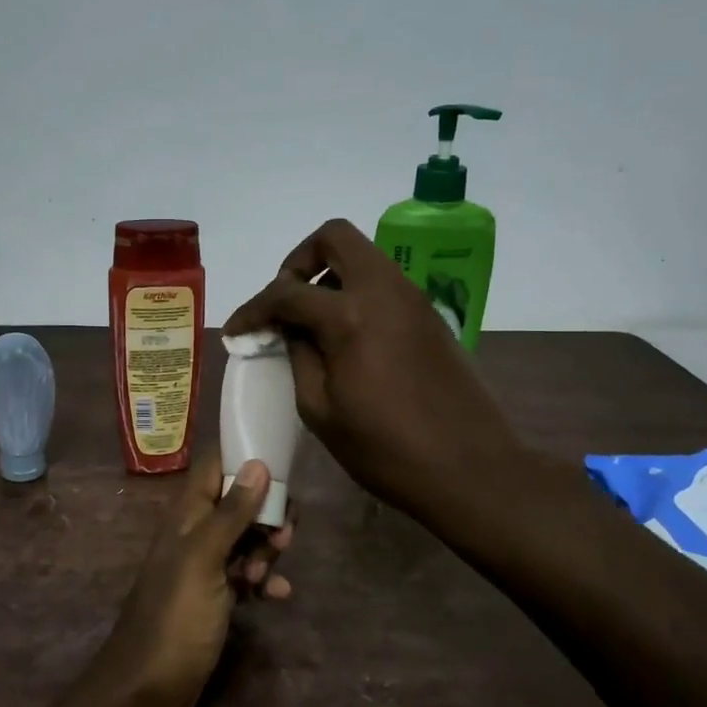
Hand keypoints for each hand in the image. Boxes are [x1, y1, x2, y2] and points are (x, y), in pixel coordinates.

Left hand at [101, 449, 294, 706]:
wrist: (146, 694)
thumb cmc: (174, 621)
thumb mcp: (204, 561)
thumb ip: (230, 513)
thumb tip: (257, 463)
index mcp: (186, 516)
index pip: (215, 466)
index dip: (246, 457)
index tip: (283, 463)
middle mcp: (194, 535)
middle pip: (238, 502)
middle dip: (267, 512)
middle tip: (282, 537)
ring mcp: (205, 568)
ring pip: (246, 539)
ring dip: (266, 549)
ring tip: (269, 574)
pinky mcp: (215, 599)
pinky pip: (246, 576)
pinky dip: (264, 581)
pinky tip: (277, 596)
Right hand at [224, 218, 526, 531]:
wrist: (470, 468)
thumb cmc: (385, 450)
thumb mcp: (320, 409)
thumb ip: (298, 356)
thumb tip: (287, 329)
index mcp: (350, 316)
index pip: (287, 292)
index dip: (253, 309)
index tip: (236, 331)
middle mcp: (384, 290)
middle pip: (334, 238)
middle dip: (298, 262)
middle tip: (283, 303)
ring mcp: (413, 298)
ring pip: (363, 257)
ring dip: (329, 275)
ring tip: (310, 321)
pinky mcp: (429, 315)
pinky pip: (383, 282)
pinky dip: (356, 293)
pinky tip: (345, 336)